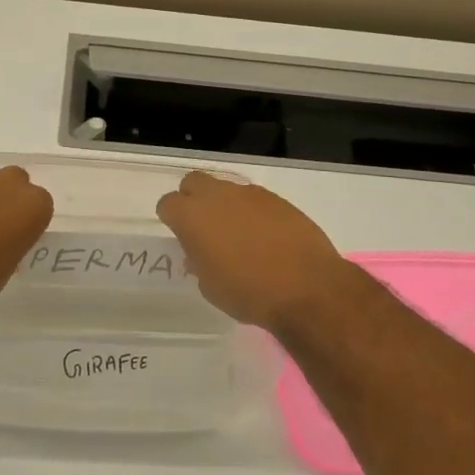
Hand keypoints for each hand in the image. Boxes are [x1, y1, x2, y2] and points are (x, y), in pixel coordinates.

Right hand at [156, 171, 352, 330]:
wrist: (307, 287)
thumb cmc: (248, 292)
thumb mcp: (210, 287)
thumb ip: (199, 263)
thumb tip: (199, 254)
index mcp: (192, 217)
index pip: (168, 204)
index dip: (171, 219)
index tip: (181, 237)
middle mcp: (218, 196)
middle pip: (193, 182)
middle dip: (193, 199)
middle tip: (203, 227)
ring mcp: (250, 194)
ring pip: (225, 188)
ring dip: (224, 205)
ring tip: (237, 235)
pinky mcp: (277, 199)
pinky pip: (253, 199)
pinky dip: (251, 212)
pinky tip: (263, 236)